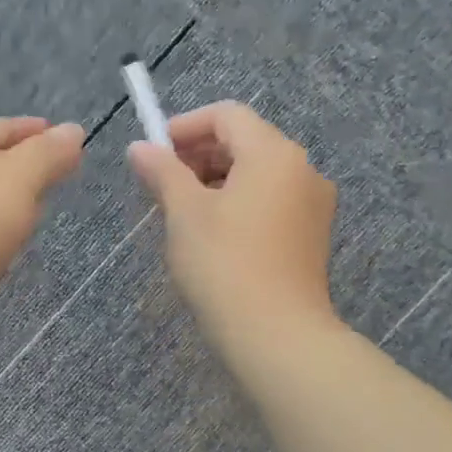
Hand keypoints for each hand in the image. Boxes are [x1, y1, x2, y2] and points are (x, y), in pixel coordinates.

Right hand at [128, 101, 336, 349]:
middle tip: (162, 183)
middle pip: (245, 141)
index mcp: (274, 154)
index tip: (154, 152)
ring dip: (216, 179)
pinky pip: (270, 200)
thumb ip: (162, 172)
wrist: (277, 335)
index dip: (186, 126)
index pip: (227, 115)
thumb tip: (139, 147)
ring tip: (182, 210)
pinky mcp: (312, 235)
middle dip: (199, 154)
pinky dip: (239, 202)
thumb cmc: (224, 264)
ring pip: (258, 173)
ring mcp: (313, 204)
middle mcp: (302, 169)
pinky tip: (213, 233)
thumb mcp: (184, 213)